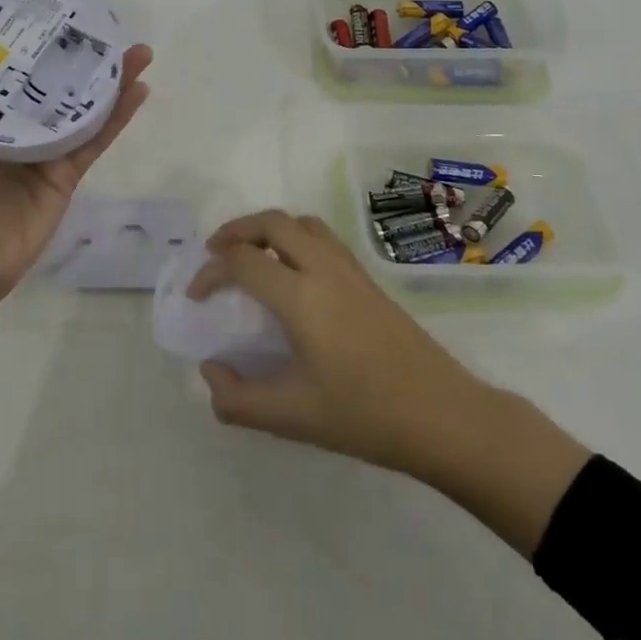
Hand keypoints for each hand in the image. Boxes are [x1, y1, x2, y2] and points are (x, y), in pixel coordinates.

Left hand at [0, 26, 152, 370]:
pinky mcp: (68, 172)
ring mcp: (45, 150)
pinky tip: (140, 88)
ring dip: (111, 79)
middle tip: (103, 27)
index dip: (29, 39)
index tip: (49, 11)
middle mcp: (15, 125)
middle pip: (53, 82)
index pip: (9, 67)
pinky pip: (96, 137)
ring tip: (137, 51)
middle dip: (78, 55)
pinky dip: (119, 115)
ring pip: (83, 105)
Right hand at [188, 210, 478, 472]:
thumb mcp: (292, 417)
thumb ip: (238, 398)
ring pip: (302, 223)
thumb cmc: (364, 415)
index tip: (196, 296)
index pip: (243, 261)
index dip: (211, 271)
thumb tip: (211, 371)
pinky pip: (323, 238)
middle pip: (272, 222)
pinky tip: (294, 273)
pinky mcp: (368, 279)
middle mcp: (323, 269)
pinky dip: (295, 238)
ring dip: (269, 228)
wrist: (443, 415)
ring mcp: (350, 270)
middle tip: (216, 254)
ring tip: (252, 255)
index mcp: (300, 297)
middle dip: (237, 230)